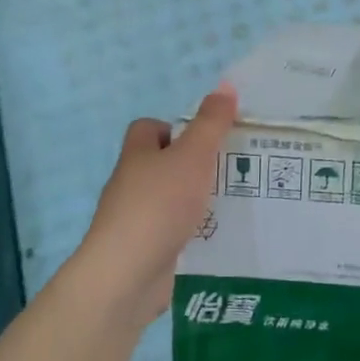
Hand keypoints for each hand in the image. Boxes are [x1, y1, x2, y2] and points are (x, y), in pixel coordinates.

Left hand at [68, 85, 237, 329]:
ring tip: (233, 202)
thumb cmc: (158, 205)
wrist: (126, 274)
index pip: (148, 129)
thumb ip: (211, 123)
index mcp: (137, 155)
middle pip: (161, 164)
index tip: (205, 139)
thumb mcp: (192, 156)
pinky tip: (217, 236)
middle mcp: (131, 184)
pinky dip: (192, 232)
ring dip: (195, 200)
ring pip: (169, 199)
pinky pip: (172, 232)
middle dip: (193, 165)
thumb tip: (226, 86)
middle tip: (230, 169)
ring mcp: (135, 219)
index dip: (175, 128)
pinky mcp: (144, 250)